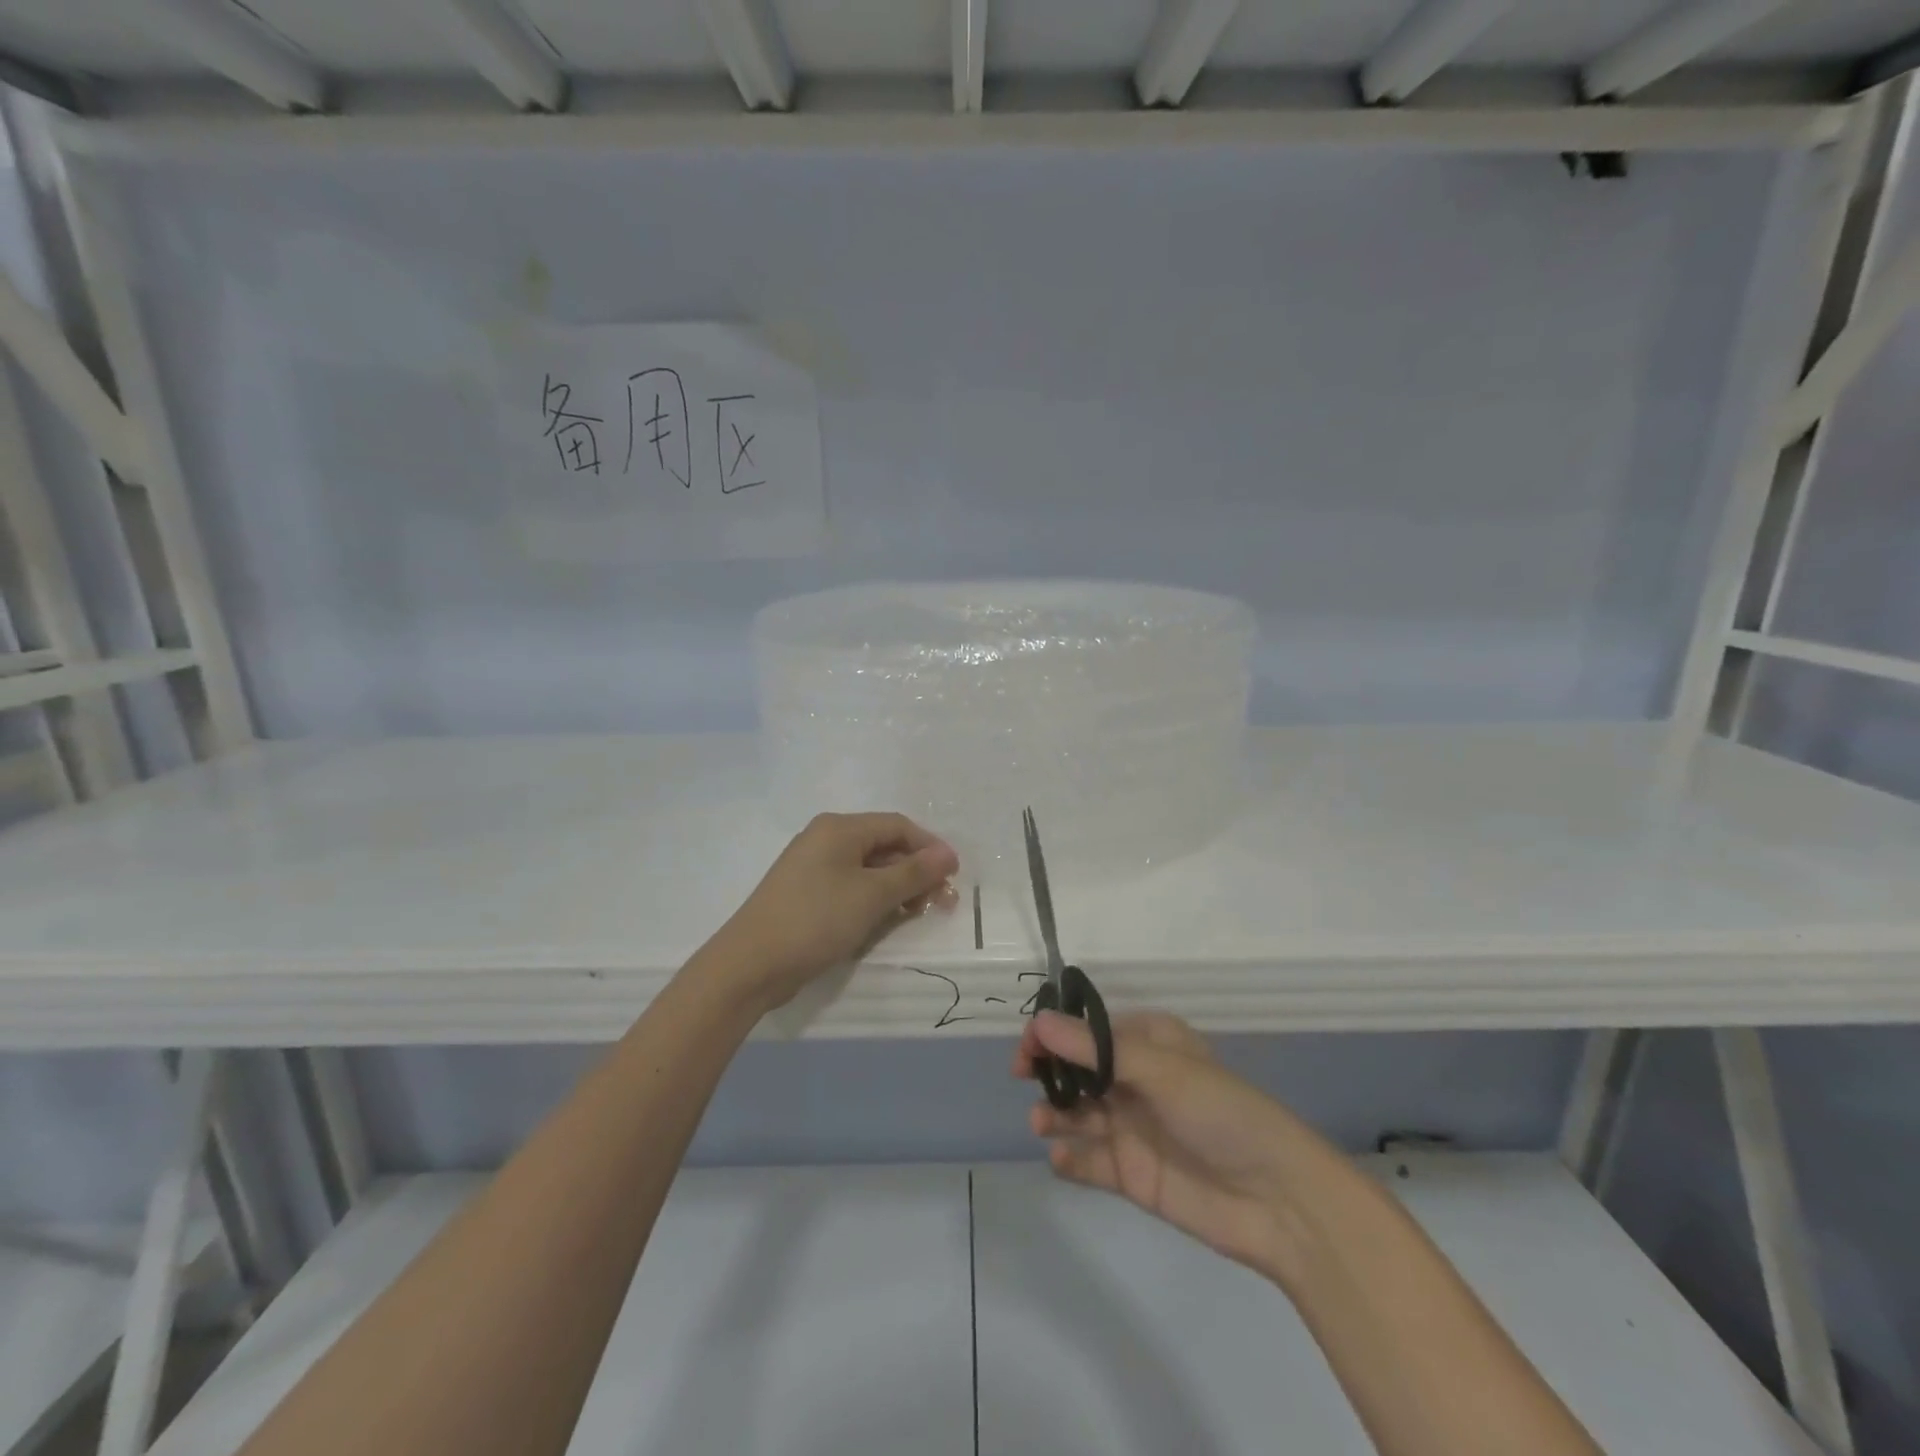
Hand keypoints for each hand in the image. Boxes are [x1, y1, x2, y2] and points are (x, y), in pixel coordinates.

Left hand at [710, 813, 959, 1010]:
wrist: (750, 965)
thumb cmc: (816, 920)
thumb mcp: (872, 895)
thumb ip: (913, 873)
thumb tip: (948, 854)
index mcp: (839, 828)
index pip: (897, 825)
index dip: (930, 847)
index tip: (954, 876)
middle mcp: (826, 839)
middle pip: (884, 846)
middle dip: (915, 871)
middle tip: (941, 901)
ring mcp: (813, 867)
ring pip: (869, 869)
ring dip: (897, 888)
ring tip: (916, 914)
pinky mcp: (807, 894)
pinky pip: (851, 887)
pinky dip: (873, 900)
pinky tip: (886, 920)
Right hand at [1016, 1010, 1313, 1280]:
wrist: (1277, 1201)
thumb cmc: (1220, 1113)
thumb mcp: (1160, 1070)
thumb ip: (1096, 1050)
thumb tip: (1039, 1021)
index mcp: (1149, 1044)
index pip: (1089, 1030)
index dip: (1055, 1034)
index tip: (1028, 1047)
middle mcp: (1136, 1081)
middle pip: (1078, 1070)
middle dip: (1050, 1072)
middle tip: (1025, 1078)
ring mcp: (1133, 1128)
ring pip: (1079, 1113)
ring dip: (1055, 1114)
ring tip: (1044, 1123)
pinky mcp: (1132, 1173)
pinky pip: (1089, 1161)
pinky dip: (1070, 1160)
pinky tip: (1061, 1161)